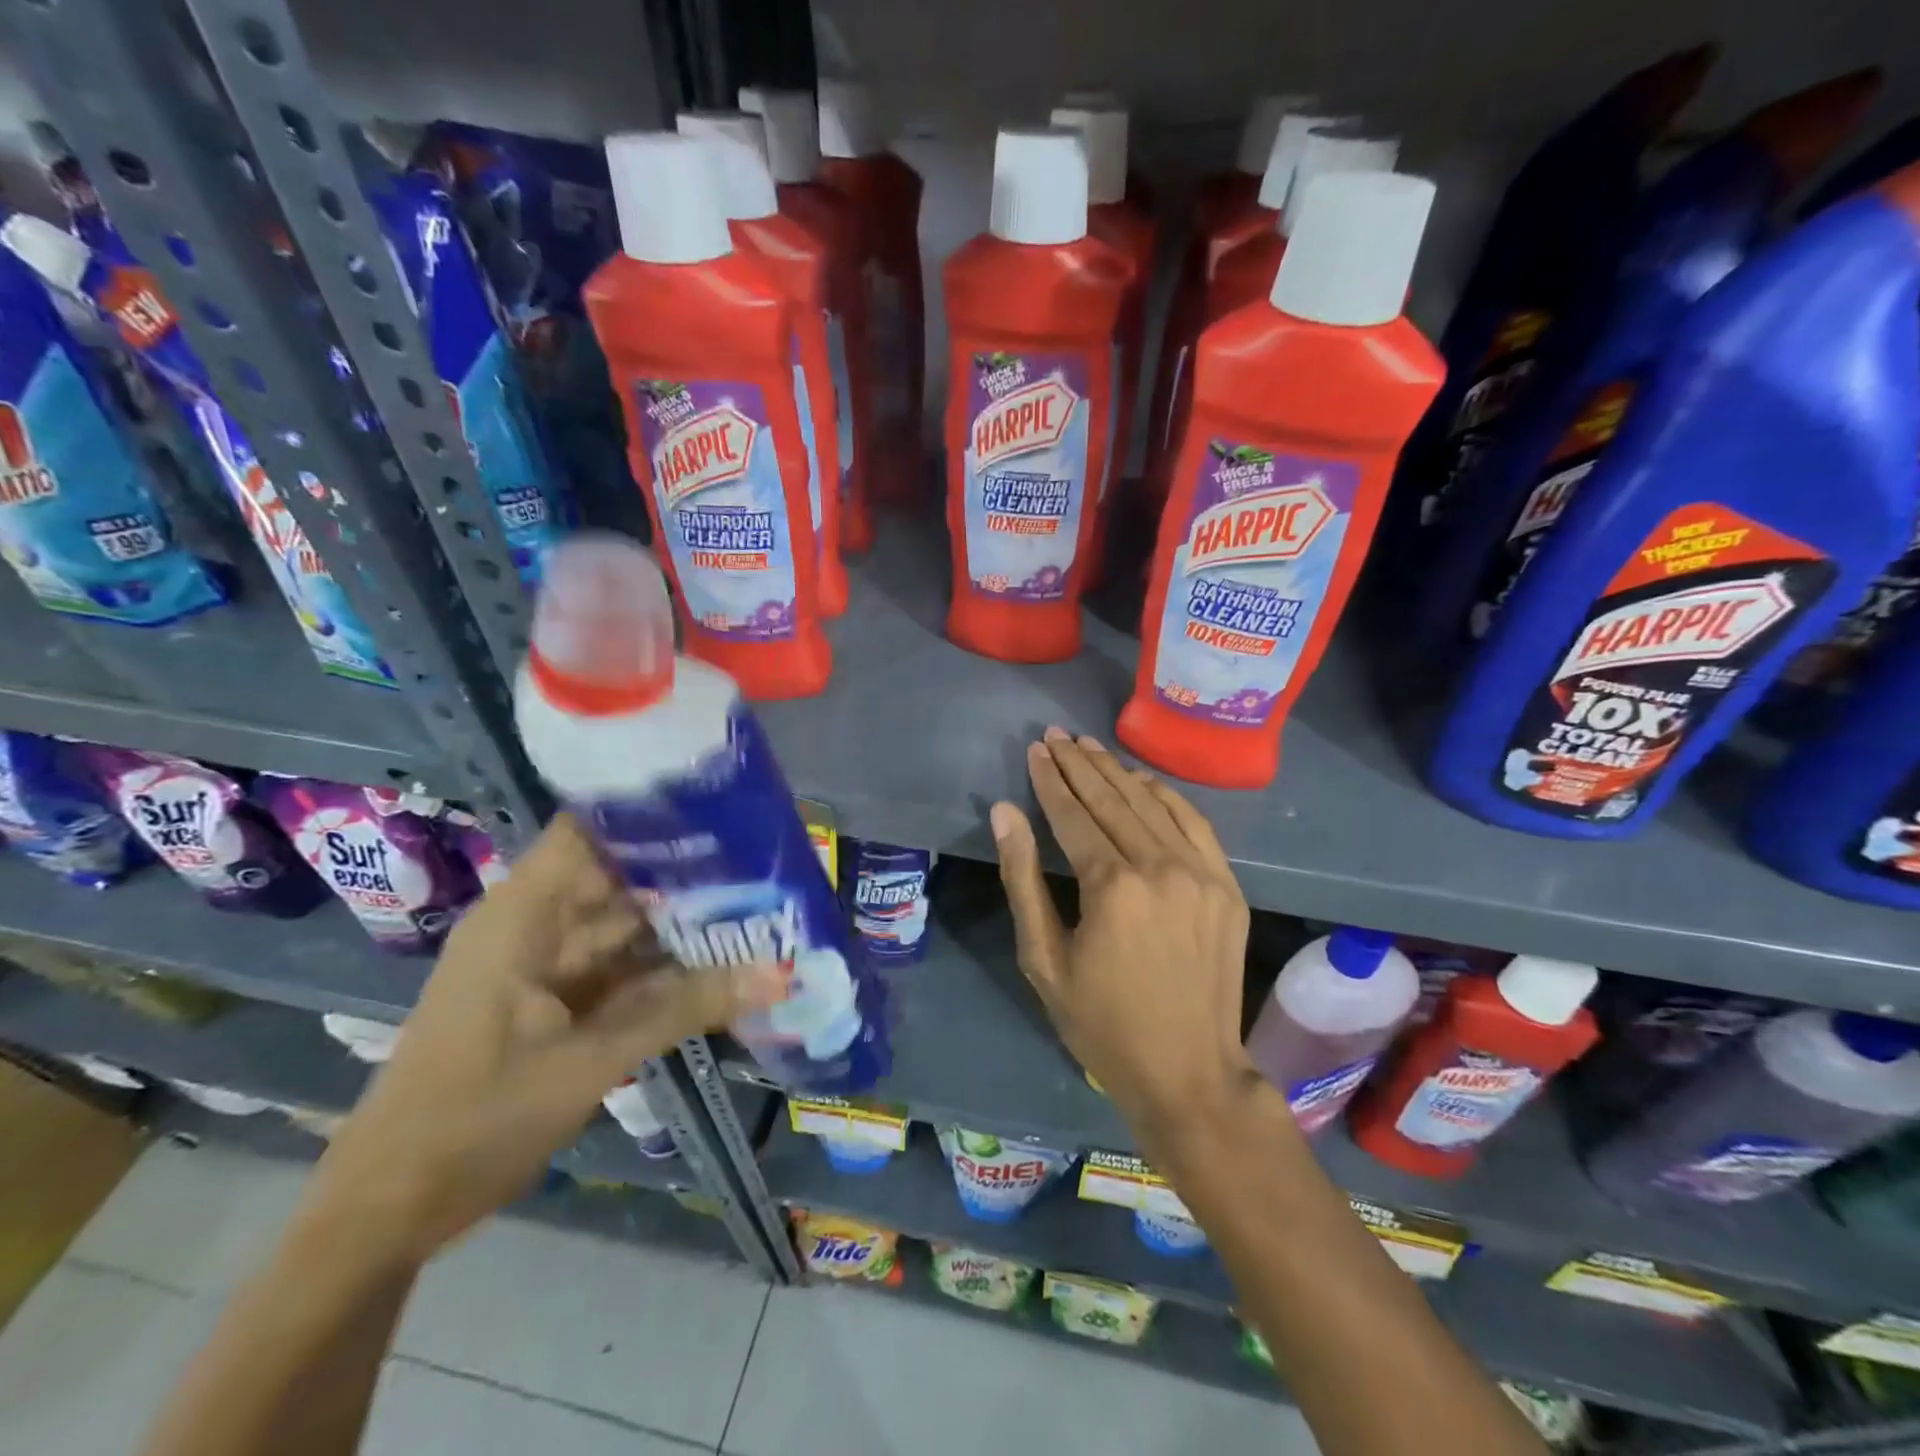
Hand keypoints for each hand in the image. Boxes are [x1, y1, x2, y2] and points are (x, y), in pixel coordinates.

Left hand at [308, 813, 783, 1263]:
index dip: (651, 810)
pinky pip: (625, 967)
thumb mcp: (589, 1061)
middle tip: (769, 857)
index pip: (591, 830)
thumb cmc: (474, 1120)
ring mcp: (550, 963)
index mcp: (524, 914)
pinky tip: (726, 957)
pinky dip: (669, 965)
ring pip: (629, 924)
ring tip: (763, 899)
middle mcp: (538, 924)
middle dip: (690, 868)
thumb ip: (684, 1008)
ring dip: (687, 919)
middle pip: (622, 875)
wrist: (390, 1210)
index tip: (723, 803)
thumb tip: (778, 974)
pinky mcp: (561, 999)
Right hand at [990, 730, 1258, 1150]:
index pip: (1073, 815)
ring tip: (1089, 746)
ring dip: (1117, 772)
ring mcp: (1201, 874)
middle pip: (1112, 800)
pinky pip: (1195, 824)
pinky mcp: (1227, 886)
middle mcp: (1160, 867)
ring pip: (1152, 804)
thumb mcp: (1044, 959)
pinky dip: (1166, 796)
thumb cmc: (1102, 1024)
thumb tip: (1005, 813)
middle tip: (1056, 735)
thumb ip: (1023, 879)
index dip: (1050, 780)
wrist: (1189, 1072)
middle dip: (1079, 764)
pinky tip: (1142, 780)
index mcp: (1111, 887)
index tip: (1036, 750)